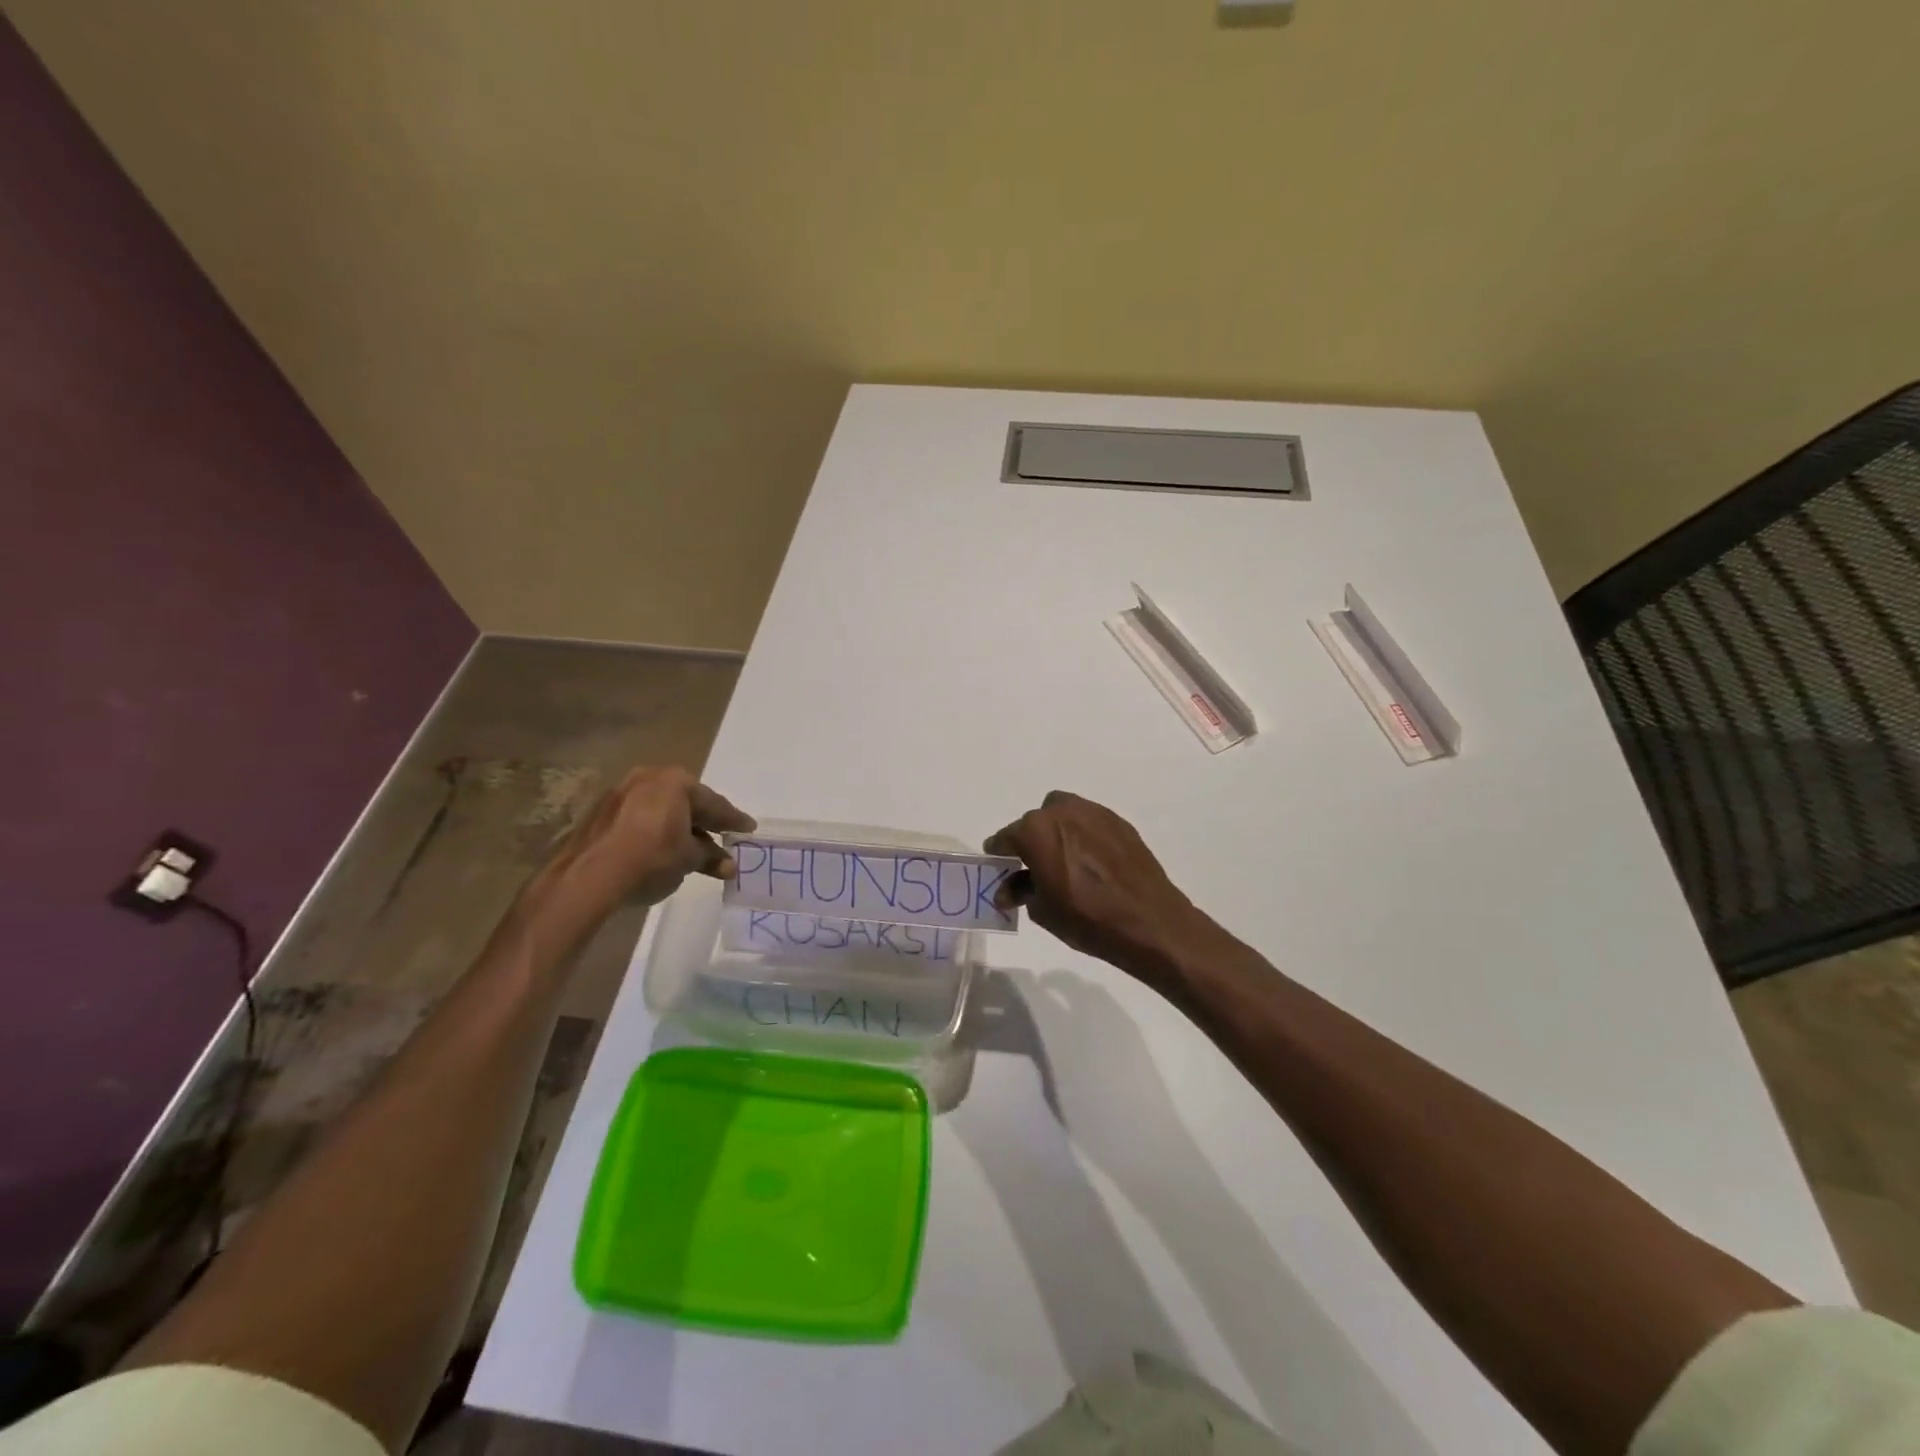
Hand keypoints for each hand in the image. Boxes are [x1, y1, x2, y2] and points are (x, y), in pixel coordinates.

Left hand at [525, 765, 754, 931]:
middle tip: (722, 837)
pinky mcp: (600, 813)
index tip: (748, 829)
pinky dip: (654, 832)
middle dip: (704, 823)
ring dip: (678, 828)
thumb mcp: (688, 859)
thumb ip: (710, 857)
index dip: (733, 820)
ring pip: (660, 810)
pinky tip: (660, 850)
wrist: (589, 877)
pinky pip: (638, 819)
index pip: (714, 803)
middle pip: (686, 802)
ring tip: (692, 850)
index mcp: (676, 782)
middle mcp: (648, 778)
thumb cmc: (651, 858)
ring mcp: (620, 793)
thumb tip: (729, 865)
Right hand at [985, 791, 1220, 988]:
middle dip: (1031, 842)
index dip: (999, 853)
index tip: (999, 865)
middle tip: (1034, 869)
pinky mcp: (1119, 822)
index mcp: (1036, 830)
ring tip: (1064, 862)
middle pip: (1035, 822)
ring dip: (1057, 833)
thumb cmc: (1086, 918)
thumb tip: (1008, 889)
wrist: (1149, 922)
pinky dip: (1083, 836)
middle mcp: (1062, 812)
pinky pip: (1090, 823)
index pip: (1006, 837)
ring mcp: (1094, 813)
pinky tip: (1090, 863)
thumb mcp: (1043, 910)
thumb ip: (1021, 890)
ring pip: (1064, 815)